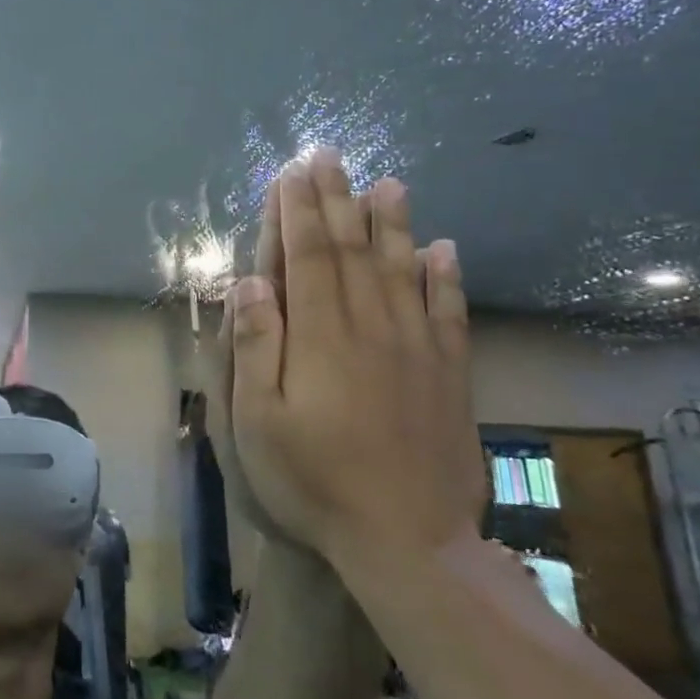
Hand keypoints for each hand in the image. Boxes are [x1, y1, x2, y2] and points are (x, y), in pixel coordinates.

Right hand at [225, 149, 486, 561]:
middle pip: (353, 248)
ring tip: (387, 182)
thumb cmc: (315, 482)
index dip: (296, 210)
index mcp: (320, 336)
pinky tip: (445, 249)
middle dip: (336, 198)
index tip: (291, 172)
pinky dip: (446, 277)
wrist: (410, 543)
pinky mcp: (449, 375)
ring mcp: (417, 349)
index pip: (307, 255)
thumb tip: (250, 282)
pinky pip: (449, 312)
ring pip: (403, 268)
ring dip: (392, 222)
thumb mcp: (258, 422)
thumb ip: (254, 347)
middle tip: (329, 155)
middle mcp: (371, 326)